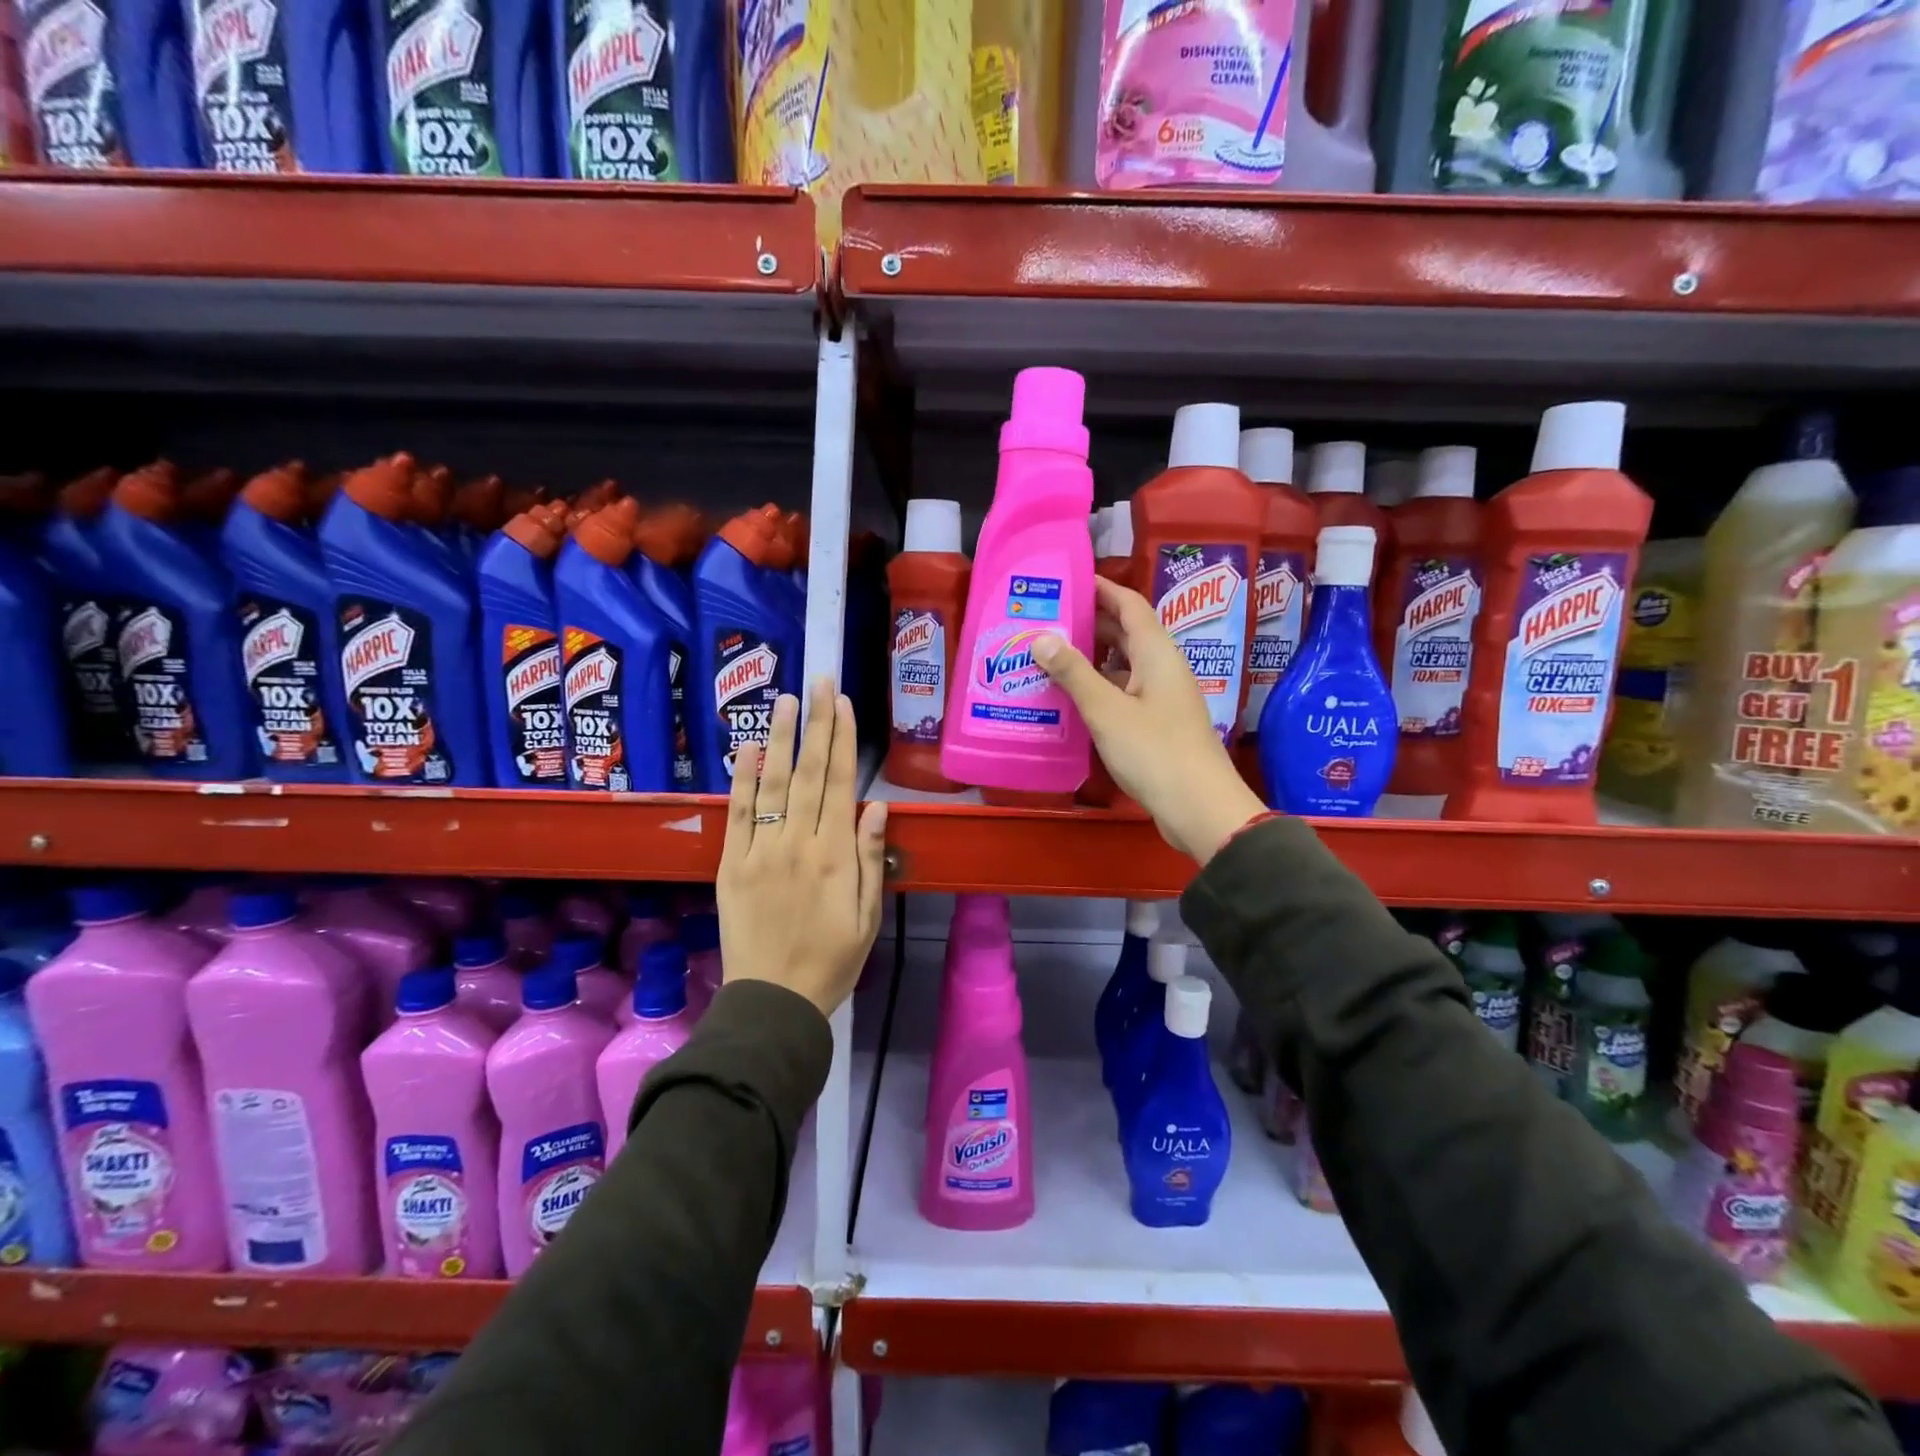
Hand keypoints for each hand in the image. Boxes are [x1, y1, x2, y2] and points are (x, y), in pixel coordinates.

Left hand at [717, 677, 888, 1015]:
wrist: (774, 1002)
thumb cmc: (832, 961)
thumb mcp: (867, 916)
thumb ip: (872, 859)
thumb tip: (878, 807)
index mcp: (836, 857)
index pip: (841, 784)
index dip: (843, 740)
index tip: (842, 704)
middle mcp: (799, 844)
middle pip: (810, 774)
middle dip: (815, 724)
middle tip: (817, 682)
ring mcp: (761, 852)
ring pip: (773, 785)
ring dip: (780, 739)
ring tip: (784, 700)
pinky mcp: (732, 865)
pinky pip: (738, 815)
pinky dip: (744, 780)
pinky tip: (750, 749)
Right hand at [1031, 576, 1266, 864]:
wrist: (1198, 807)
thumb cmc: (1154, 751)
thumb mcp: (1106, 710)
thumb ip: (1074, 673)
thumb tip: (1041, 637)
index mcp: (1157, 653)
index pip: (1129, 604)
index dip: (1100, 588)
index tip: (1066, 580)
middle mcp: (1162, 668)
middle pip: (1125, 633)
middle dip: (1088, 622)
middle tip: (1044, 619)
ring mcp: (1161, 697)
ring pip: (1122, 666)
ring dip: (1089, 659)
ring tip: (1047, 656)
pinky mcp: (1157, 724)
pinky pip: (1123, 693)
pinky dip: (1097, 689)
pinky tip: (1069, 698)